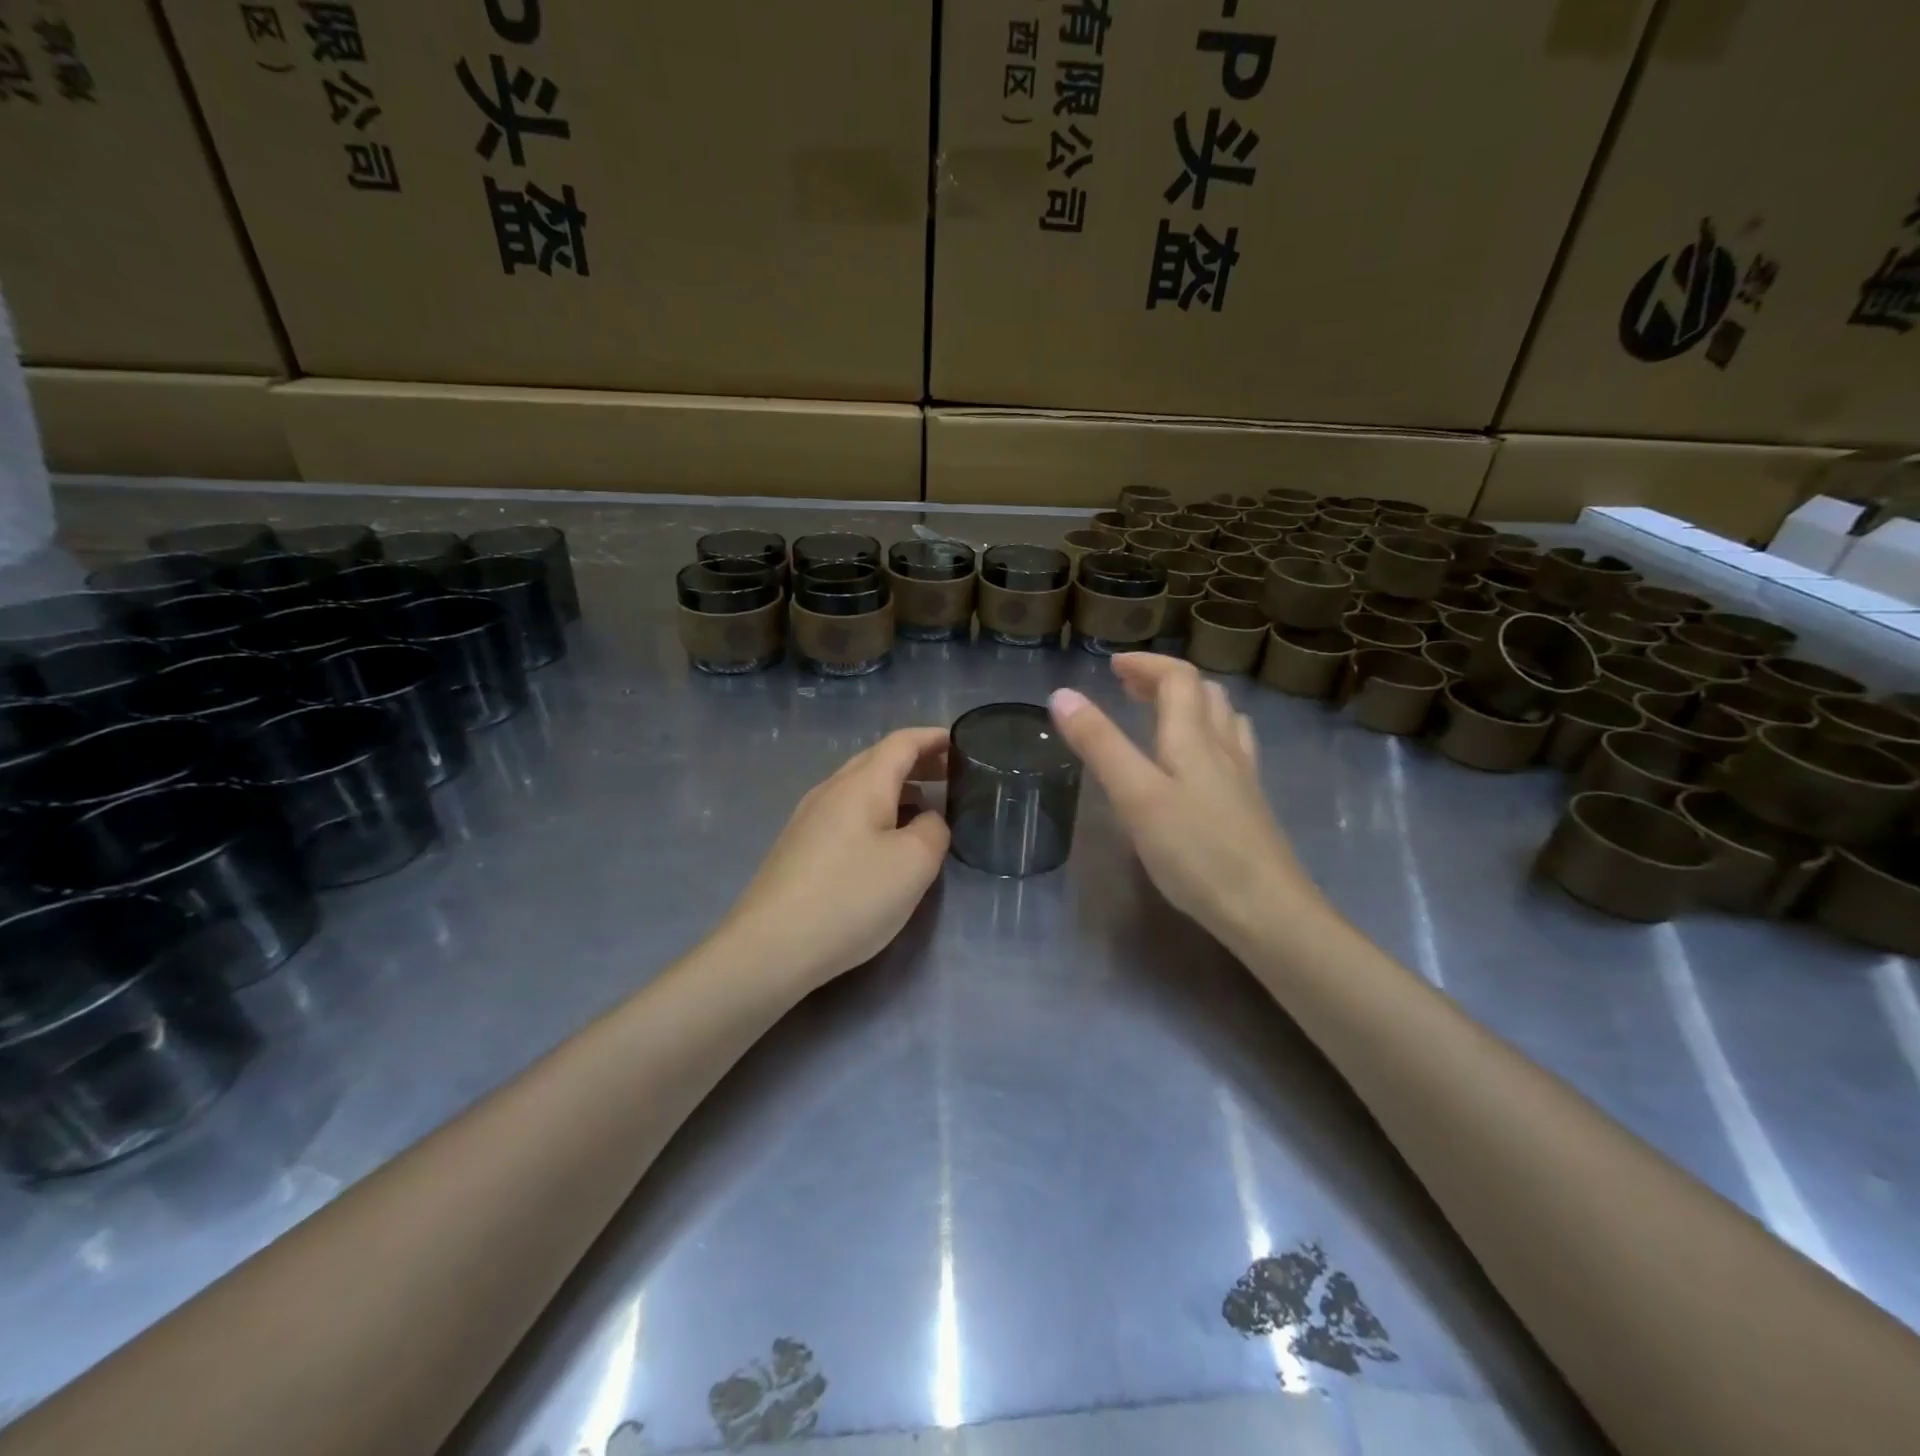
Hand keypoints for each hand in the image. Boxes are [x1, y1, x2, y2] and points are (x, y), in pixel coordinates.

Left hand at [719, 727, 950, 990]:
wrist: (770, 947)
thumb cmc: (850, 897)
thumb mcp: (914, 863)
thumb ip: (933, 830)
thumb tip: (926, 820)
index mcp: (861, 784)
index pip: (901, 743)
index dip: (932, 738)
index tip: (961, 741)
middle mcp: (830, 790)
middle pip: (876, 760)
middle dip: (915, 761)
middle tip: (950, 774)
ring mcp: (808, 818)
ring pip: (858, 787)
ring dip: (895, 788)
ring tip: (924, 806)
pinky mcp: (798, 847)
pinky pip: (845, 813)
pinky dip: (875, 811)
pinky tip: (884, 840)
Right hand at [1049, 655, 1322, 943]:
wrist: (1267, 909)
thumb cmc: (1195, 851)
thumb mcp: (1135, 796)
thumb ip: (1099, 745)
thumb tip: (1062, 694)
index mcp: (1193, 738)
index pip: (1178, 678)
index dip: (1146, 664)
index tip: (1112, 665)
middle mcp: (1224, 748)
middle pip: (1204, 693)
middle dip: (1165, 680)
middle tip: (1130, 688)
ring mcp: (1243, 777)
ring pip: (1225, 720)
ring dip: (1192, 704)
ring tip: (1164, 715)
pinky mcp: (1251, 806)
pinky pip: (1234, 749)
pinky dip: (1210, 736)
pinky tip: (1201, 763)